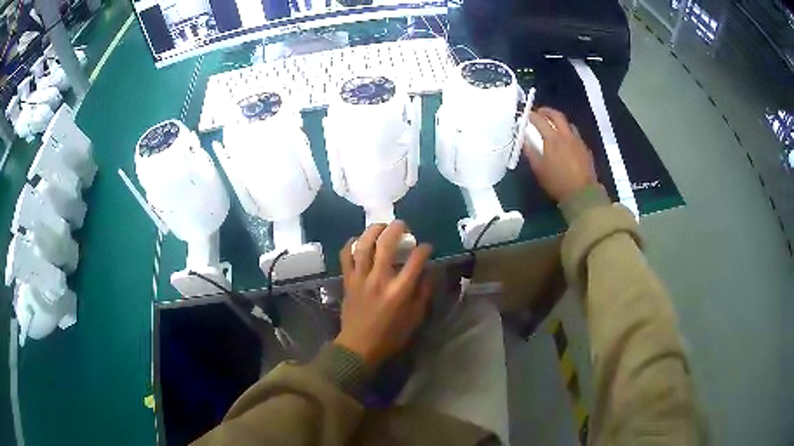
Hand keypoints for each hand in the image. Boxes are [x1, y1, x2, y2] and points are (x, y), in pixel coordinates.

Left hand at [335, 221, 433, 368]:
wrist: (358, 347)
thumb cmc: (390, 336)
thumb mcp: (415, 318)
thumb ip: (423, 293)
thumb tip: (428, 271)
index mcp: (399, 291)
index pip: (415, 260)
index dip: (424, 249)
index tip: (426, 247)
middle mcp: (379, 279)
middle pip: (386, 244)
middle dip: (396, 229)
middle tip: (403, 225)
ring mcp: (360, 278)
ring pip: (363, 245)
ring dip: (373, 230)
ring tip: (381, 226)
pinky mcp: (348, 281)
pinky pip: (345, 257)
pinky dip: (350, 244)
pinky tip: (357, 240)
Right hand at [524, 107, 597, 202]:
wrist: (582, 194)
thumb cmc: (557, 183)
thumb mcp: (539, 170)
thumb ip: (531, 152)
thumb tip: (524, 140)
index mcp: (552, 140)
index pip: (540, 121)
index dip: (532, 116)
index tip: (526, 115)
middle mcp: (566, 136)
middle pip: (557, 116)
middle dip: (547, 111)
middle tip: (540, 112)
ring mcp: (578, 141)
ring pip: (568, 124)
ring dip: (559, 120)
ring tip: (553, 124)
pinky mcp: (585, 149)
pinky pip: (575, 135)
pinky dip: (568, 132)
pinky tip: (565, 140)